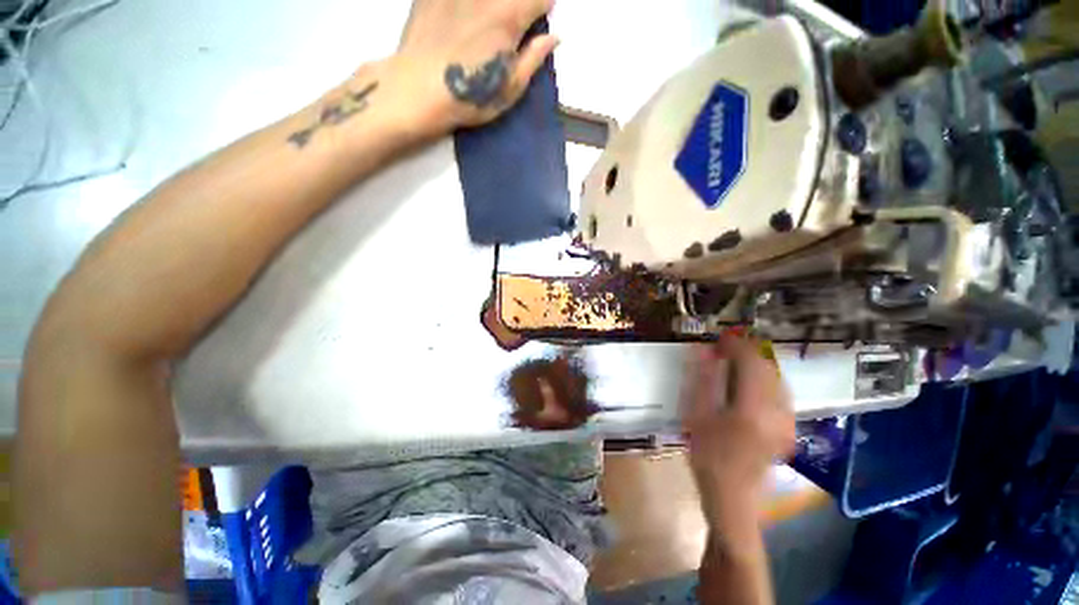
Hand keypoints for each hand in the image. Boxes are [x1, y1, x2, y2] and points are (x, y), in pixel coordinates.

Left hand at [379, 0, 558, 139]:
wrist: (417, 91)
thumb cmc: (469, 95)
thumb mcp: (510, 88)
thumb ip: (534, 58)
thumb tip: (554, 37)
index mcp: (509, 16)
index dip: (544, 10)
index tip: (537, 24)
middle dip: (519, 7)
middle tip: (510, 30)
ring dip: (495, 6)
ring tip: (487, 26)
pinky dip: (469, 7)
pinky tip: (463, 21)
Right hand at [683, 335, 795, 534]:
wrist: (732, 496)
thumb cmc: (708, 455)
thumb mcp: (697, 415)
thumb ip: (703, 381)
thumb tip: (704, 351)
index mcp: (752, 409)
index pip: (750, 363)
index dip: (735, 345)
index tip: (719, 338)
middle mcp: (778, 412)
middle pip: (767, 368)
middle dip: (746, 352)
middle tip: (722, 349)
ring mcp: (788, 421)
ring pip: (777, 378)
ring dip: (756, 365)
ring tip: (733, 362)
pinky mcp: (789, 427)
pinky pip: (780, 392)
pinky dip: (764, 380)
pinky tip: (747, 384)